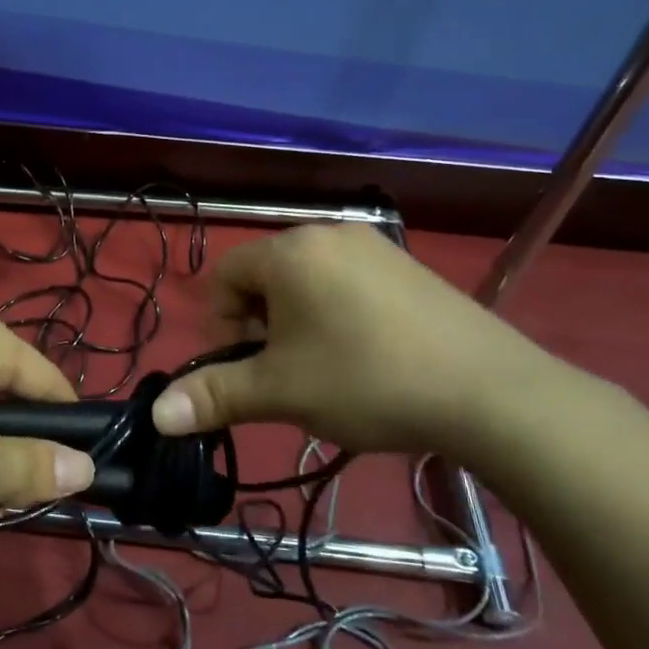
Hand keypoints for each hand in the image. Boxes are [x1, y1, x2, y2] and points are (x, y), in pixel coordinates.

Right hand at [151, 225, 574, 458]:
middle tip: (283, 374)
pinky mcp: (408, 268)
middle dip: (259, 325)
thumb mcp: (281, 391)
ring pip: (307, 281)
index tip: (243, 368)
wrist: (490, 392)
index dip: (220, 325)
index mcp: (289, 252)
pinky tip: (365, 357)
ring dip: (296, 323)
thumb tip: (157, 414)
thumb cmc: (366, 380)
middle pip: (265, 277)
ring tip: (324, 369)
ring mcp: (374, 247)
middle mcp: (328, 234)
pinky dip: (336, 315)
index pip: (224, 276)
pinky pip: (348, 283)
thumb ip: (215, 395)